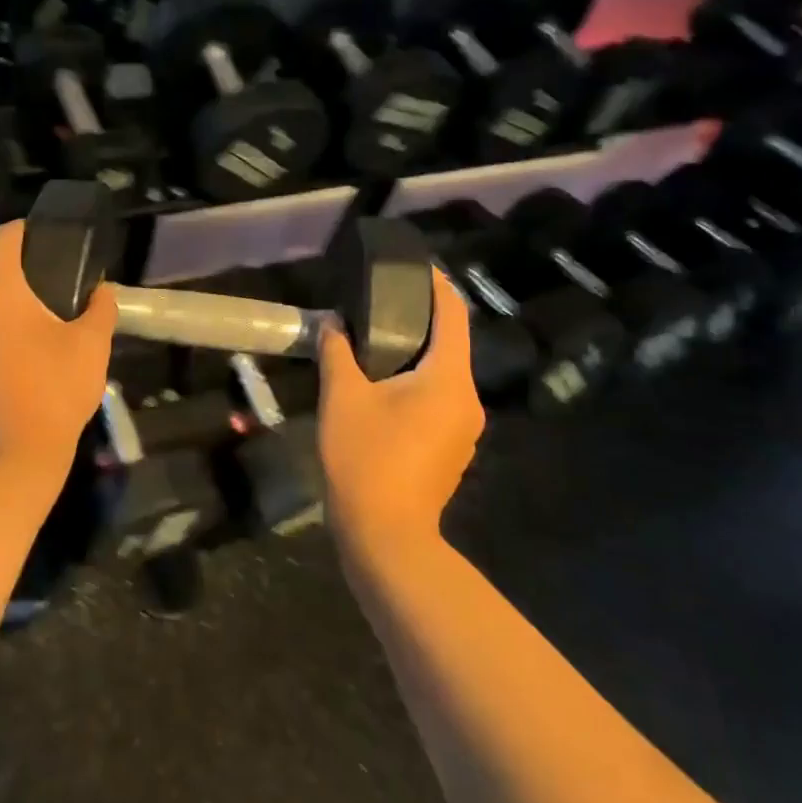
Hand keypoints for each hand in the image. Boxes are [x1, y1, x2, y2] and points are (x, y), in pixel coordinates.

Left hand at [0, 219, 117, 486]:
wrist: (12, 462)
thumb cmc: (54, 391)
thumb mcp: (92, 346)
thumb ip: (100, 309)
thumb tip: (101, 291)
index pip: (6, 238)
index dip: (28, 230)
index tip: (50, 237)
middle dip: (27, 285)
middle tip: (62, 301)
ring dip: (11, 319)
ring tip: (45, 341)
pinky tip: (23, 372)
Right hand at [317, 270, 484, 553]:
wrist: (385, 537)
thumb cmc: (366, 459)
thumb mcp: (343, 398)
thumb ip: (338, 352)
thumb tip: (333, 322)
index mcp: (449, 379)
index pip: (453, 315)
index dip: (435, 285)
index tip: (414, 266)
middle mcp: (468, 400)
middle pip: (450, 344)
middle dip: (419, 319)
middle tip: (381, 301)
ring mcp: (464, 429)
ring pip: (443, 375)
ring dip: (415, 353)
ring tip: (377, 340)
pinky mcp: (452, 449)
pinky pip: (438, 400)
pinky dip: (417, 382)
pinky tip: (384, 385)